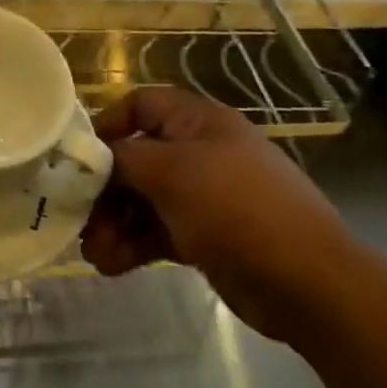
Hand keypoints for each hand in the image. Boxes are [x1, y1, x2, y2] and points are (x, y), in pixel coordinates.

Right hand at [80, 87, 363, 341]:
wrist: (308, 282)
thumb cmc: (236, 208)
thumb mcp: (171, 172)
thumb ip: (124, 160)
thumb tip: (93, 159)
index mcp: (197, 122)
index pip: (141, 105)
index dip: (107, 124)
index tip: (78, 156)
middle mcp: (199, 152)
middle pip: (136, 158)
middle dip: (104, 188)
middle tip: (77, 217)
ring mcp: (204, 196)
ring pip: (144, 200)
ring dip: (114, 223)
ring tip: (93, 253)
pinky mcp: (206, 236)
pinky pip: (159, 231)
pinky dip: (133, 246)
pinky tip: (111, 266)